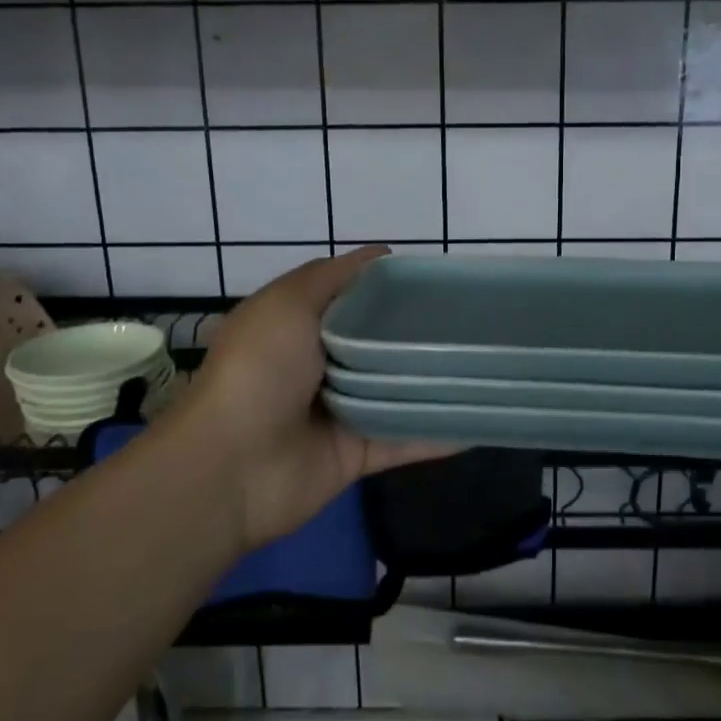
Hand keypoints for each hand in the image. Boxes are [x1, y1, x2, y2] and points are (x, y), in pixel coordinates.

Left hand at [177, 247, 455, 551]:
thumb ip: (334, 276)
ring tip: (488, 363)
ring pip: (397, 391)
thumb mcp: (288, 302)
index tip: (438, 280)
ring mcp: (341, 412)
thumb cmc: (259, 370)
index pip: (354, 299)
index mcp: (299, 326)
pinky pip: (406, 440)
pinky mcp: (357, 454)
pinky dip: (440, 433)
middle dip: (420, 333)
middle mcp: (321, 365)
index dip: (391, 287)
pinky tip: (482, 419)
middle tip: (473, 321)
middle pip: (380, 344)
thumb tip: (383, 253)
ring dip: (435, 382)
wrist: (231, 466)